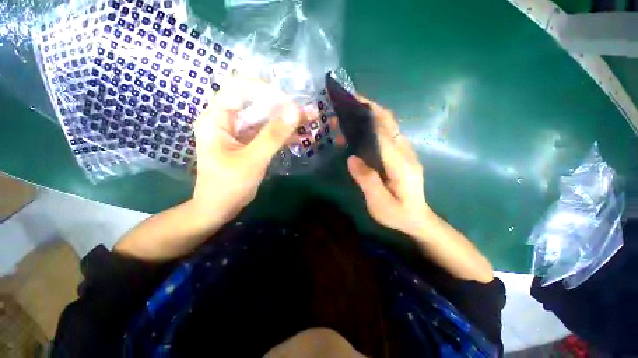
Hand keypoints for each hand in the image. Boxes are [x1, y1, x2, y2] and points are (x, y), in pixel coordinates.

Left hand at [191, 77, 300, 224]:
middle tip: (309, 112)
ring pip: (266, 119)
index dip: (266, 90)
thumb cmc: (228, 186)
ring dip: (288, 121)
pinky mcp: (249, 143)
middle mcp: (227, 120)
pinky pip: (268, 133)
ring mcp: (239, 132)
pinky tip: (302, 138)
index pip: (239, 88)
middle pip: (257, 104)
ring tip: (311, 122)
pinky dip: (284, 135)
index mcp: (217, 118)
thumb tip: (295, 111)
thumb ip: (273, 136)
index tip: (290, 102)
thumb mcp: (252, 160)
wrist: (219, 209)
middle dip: (284, 108)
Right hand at [346, 97, 433, 237]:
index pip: (385, 132)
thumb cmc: (398, 214)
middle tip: (348, 106)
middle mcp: (406, 152)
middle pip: (390, 122)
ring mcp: (406, 152)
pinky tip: (362, 131)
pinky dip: (376, 126)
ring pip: (390, 126)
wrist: (418, 219)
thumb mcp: (380, 203)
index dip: (370, 115)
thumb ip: (367, 180)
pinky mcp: (403, 155)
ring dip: (372, 116)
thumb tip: (352, 158)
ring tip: (351, 116)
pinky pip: (389, 135)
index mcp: (400, 164)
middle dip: (370, 109)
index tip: (354, 103)